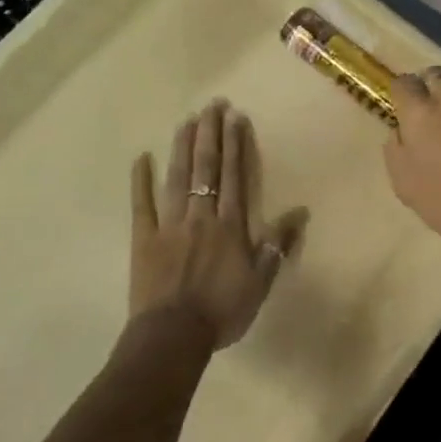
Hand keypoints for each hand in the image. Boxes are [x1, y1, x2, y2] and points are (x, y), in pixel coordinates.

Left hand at [129, 101, 307, 349]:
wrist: (173, 337)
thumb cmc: (222, 311)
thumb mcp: (260, 282)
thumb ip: (277, 244)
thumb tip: (299, 212)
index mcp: (229, 225)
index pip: (234, 176)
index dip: (236, 145)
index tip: (236, 117)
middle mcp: (201, 215)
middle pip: (206, 167)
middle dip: (211, 133)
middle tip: (213, 104)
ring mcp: (170, 224)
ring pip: (178, 177)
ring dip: (183, 146)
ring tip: (187, 120)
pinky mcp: (144, 238)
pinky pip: (141, 205)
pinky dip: (140, 181)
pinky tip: (140, 158)